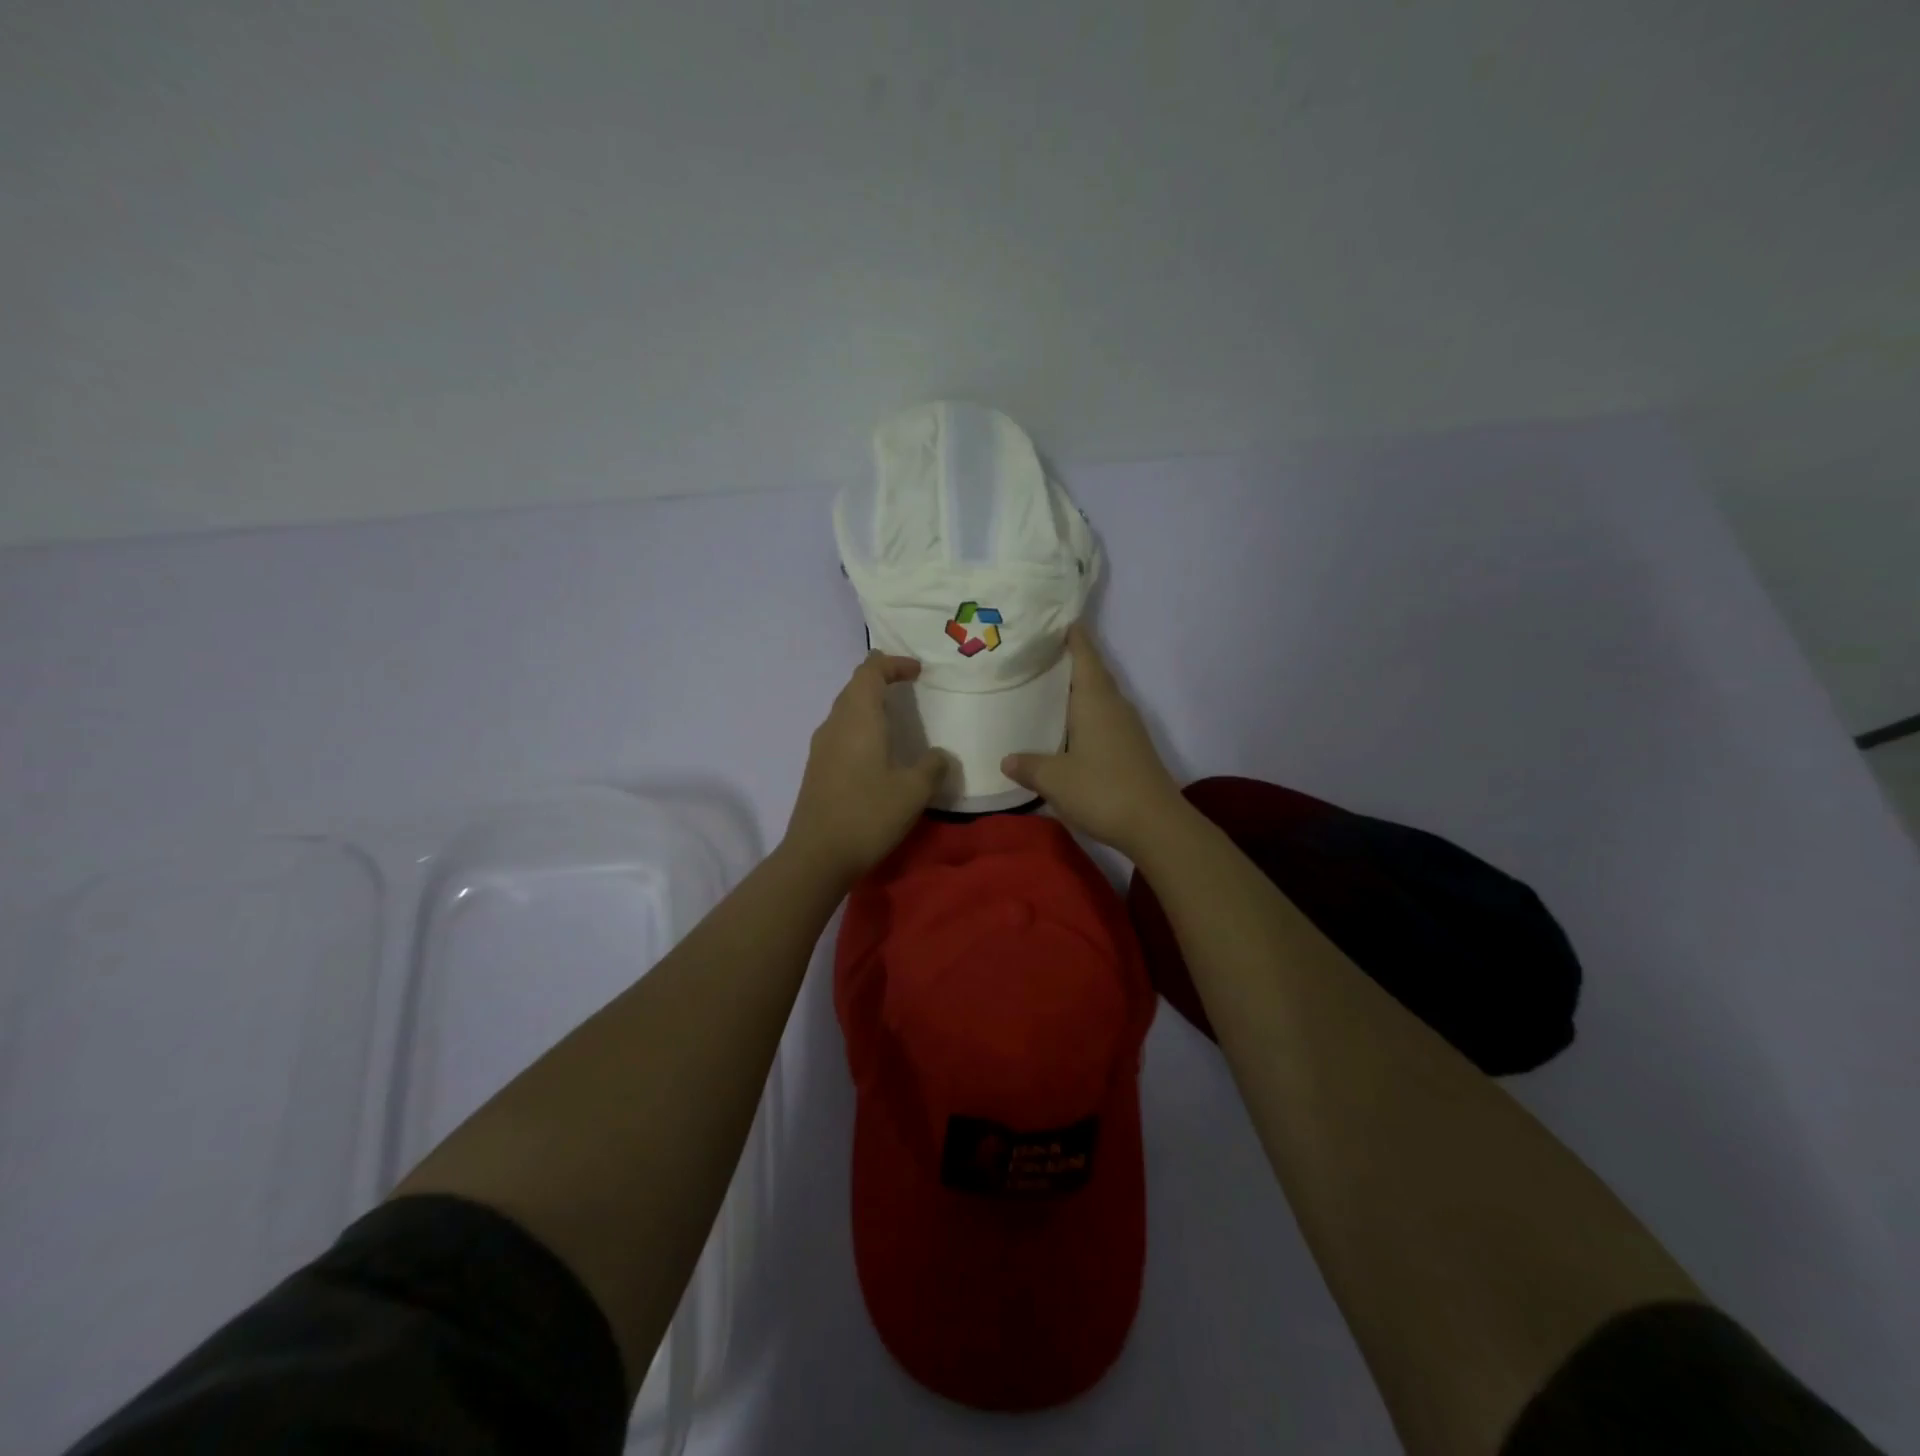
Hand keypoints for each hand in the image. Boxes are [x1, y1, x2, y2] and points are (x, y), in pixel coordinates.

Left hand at [785, 652, 947, 884]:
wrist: (817, 855)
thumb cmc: (868, 814)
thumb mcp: (914, 791)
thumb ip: (932, 767)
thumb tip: (940, 755)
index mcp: (858, 718)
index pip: (870, 671)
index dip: (893, 664)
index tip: (917, 671)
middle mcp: (835, 724)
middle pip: (854, 687)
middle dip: (881, 680)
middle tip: (908, 687)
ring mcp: (821, 746)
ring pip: (845, 710)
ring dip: (868, 705)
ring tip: (895, 717)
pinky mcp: (816, 768)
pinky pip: (840, 732)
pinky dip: (860, 727)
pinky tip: (876, 751)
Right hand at [1001, 624, 1186, 857]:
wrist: (1156, 825)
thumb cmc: (1102, 790)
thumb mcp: (1054, 779)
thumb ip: (1028, 766)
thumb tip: (1007, 759)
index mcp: (1096, 700)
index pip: (1085, 654)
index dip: (1072, 635)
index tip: (1055, 619)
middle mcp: (1115, 706)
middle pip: (1093, 673)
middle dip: (1069, 661)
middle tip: (1036, 655)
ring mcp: (1128, 728)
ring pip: (1100, 697)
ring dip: (1077, 690)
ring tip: (1046, 690)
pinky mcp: (1132, 749)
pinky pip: (1104, 719)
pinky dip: (1085, 715)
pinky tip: (1068, 729)